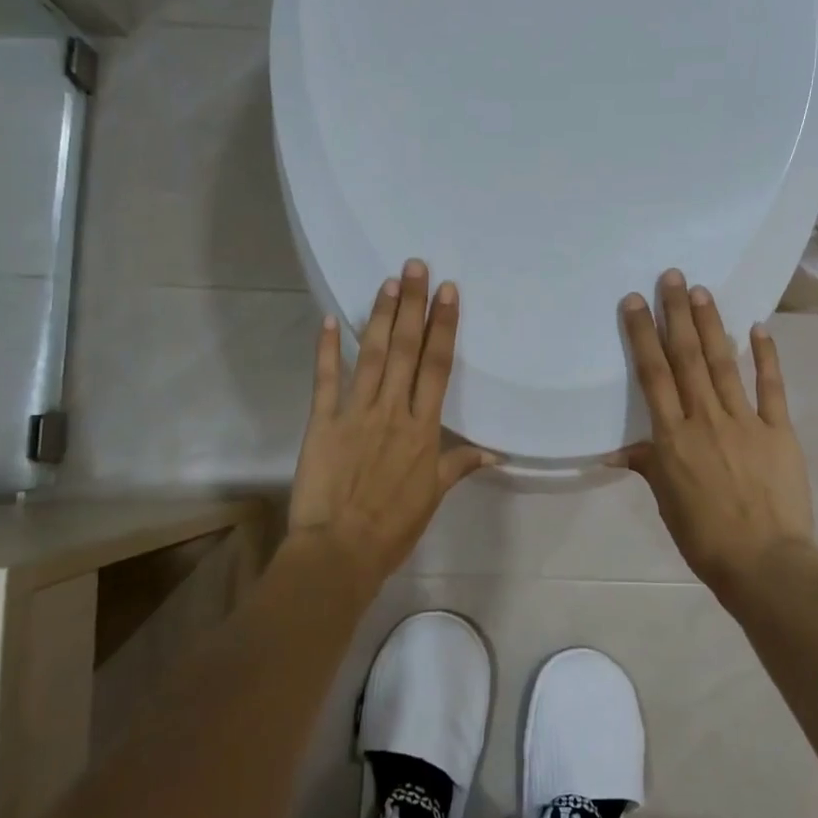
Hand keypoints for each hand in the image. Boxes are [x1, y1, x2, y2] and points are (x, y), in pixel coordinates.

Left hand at [289, 258, 494, 590]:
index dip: (444, 326)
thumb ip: (459, 466)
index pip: (438, 367)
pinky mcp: (323, 422)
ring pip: (372, 355)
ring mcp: (356, 413)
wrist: (340, 550)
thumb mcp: (433, 497)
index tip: (448, 293)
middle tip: (414, 266)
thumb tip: (493, 454)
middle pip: (406, 349)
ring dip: (381, 316)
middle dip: (412, 305)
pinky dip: (327, 348)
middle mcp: (393, 411)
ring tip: (387, 282)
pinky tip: (331, 319)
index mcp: (423, 428)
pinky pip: (326, 379)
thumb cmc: (393, 527)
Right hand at [614, 270, 815, 594]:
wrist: (763, 563)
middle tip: (671, 276)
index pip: (653, 375)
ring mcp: (744, 421)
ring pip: (723, 362)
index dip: (642, 335)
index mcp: (672, 438)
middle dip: (676, 314)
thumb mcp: (666, 502)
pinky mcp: (778, 430)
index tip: (635, 301)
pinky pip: (771, 386)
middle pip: (686, 357)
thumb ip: (647, 466)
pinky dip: (766, 355)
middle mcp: (704, 418)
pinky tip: (758, 327)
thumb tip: (618, 451)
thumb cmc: (704, 537)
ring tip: (701, 291)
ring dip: (712, 324)